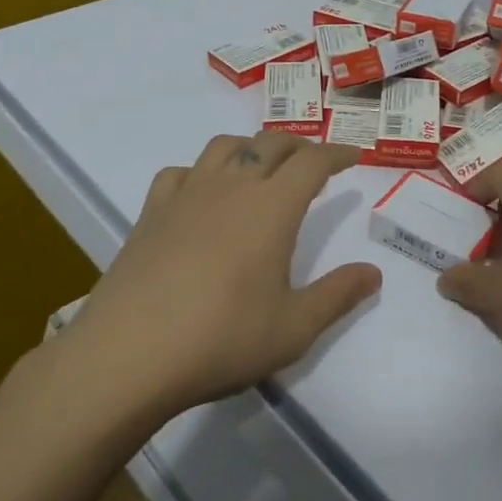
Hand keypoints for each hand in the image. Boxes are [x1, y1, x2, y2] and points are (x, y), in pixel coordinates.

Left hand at [58, 131, 381, 424]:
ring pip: (224, 147)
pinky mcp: (151, 214)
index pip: (313, 161)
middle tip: (315, 163)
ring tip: (262, 168)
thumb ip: (338, 295)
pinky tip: (202, 194)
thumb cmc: (221, 339)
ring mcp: (187, 196)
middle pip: (271, 144)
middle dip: (300, 146)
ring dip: (252, 148)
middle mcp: (232, 187)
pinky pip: (180, 172)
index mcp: (273, 206)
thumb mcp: (294, 327)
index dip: (338, 154)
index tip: (355, 156)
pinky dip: (200, 171)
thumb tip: (374, 273)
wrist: (127, 356)